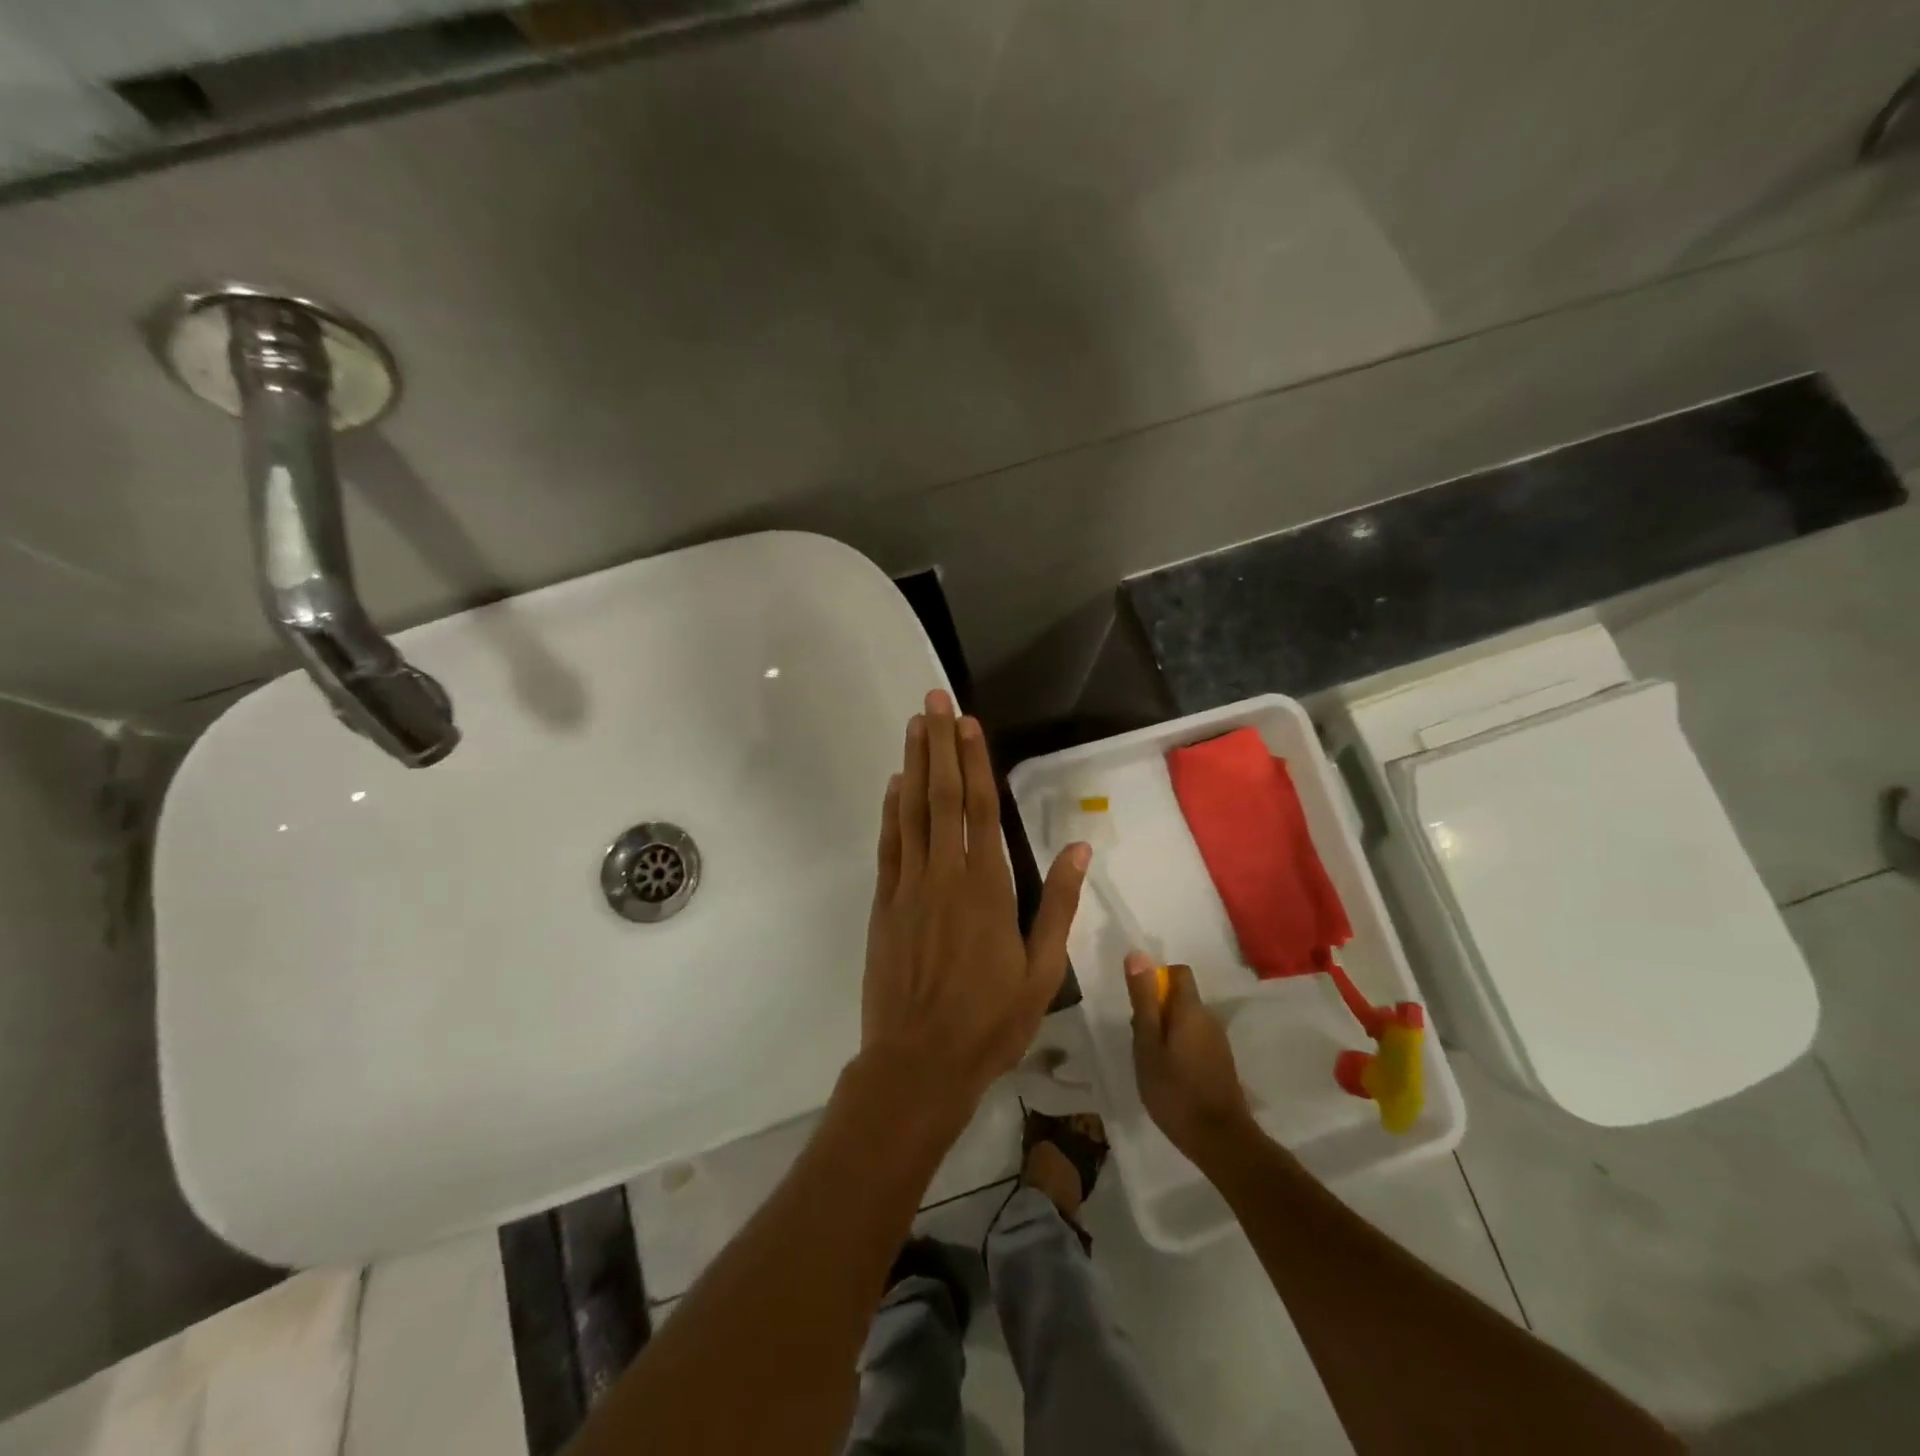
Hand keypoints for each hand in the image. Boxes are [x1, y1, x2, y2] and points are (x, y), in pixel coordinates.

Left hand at [861, 689, 1090, 1129]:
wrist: (918, 1062)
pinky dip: (891, 812)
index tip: (968, 723)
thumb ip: (1057, 905)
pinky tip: (894, 786)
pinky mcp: (884, 904)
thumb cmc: (990, 1021)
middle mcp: (945, 875)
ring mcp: (909, 887)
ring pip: (911, 812)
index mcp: (988, 887)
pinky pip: (889, 846)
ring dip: (913, 765)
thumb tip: (1077, 848)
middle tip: (933, 701)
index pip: (981, 808)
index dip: (973, 761)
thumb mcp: (1042, 970)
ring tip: (914, 726)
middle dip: (938, 745)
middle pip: (941, 796)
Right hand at [1124, 951, 1255, 1162]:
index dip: (1156, 979)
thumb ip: (1143, 999)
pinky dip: (1180, 1049)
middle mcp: (1209, 1018)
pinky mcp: (1222, 1063)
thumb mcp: (1147, 1043)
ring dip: (1168, 1032)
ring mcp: (1219, 1042)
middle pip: (1180, 998)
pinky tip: (1171, 1078)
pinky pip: (1196, 1041)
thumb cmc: (1174, 1090)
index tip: (1140, 1006)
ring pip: (1187, 1021)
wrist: (1220, 1140)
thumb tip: (1138, 954)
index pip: (1178, 972)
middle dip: (1157, 1011)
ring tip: (1152, 1064)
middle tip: (1140, 1042)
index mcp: (1191, 1009)